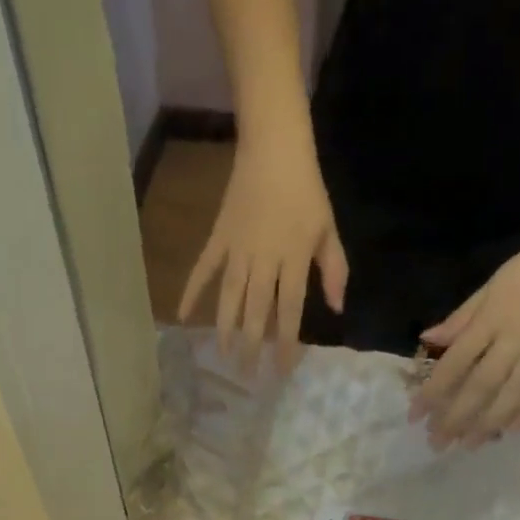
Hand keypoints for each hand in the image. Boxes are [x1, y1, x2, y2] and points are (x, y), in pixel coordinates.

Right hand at [179, 134, 347, 374]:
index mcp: (292, 258)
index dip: (286, 343)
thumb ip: (333, 269)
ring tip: (223, 355)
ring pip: (230, 297)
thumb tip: (337, 308)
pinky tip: (182, 315)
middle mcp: (263, 260)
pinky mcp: (219, 238)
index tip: (282, 370)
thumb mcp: (328, 228)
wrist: (274, 145)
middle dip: (252, 345)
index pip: (289, 310)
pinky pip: (203, 269)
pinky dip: (192, 291)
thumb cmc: (306, 189)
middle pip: (256, 311)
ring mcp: (238, 250)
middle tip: (247, 375)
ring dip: (226, 328)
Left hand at [410, 224, 519, 446]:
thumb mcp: (496, 282)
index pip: (455, 362)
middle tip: (436, 443)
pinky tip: (508, 430)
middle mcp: (516, 338)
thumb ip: (463, 317)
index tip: (415, 416)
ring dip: (486, 424)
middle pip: (480, 386)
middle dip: (456, 418)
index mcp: (494, 317)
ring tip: (468, 445)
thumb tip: (428, 339)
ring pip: (510, 395)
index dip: (433, 392)